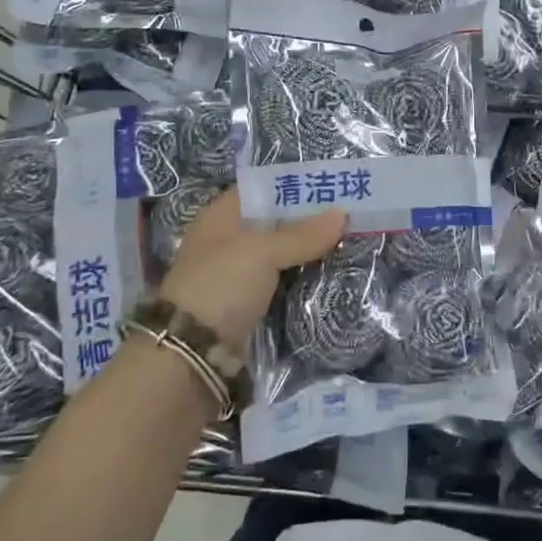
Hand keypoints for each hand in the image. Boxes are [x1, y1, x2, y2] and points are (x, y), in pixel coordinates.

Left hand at [158, 190, 345, 345]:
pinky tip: (329, 275)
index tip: (332, 187)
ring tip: (348, 243)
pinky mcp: (246, 305)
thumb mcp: (262, 252)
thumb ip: (301, 234)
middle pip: (274, 223)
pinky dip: (300, 279)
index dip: (294, 186)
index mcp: (221, 216)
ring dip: (307, 253)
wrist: (191, 354)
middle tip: (350, 217)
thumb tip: (341, 214)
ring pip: (279, 255)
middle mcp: (227, 241)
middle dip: (308, 222)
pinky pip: (280, 283)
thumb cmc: (221, 286)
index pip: (262, 190)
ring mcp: (235, 275)